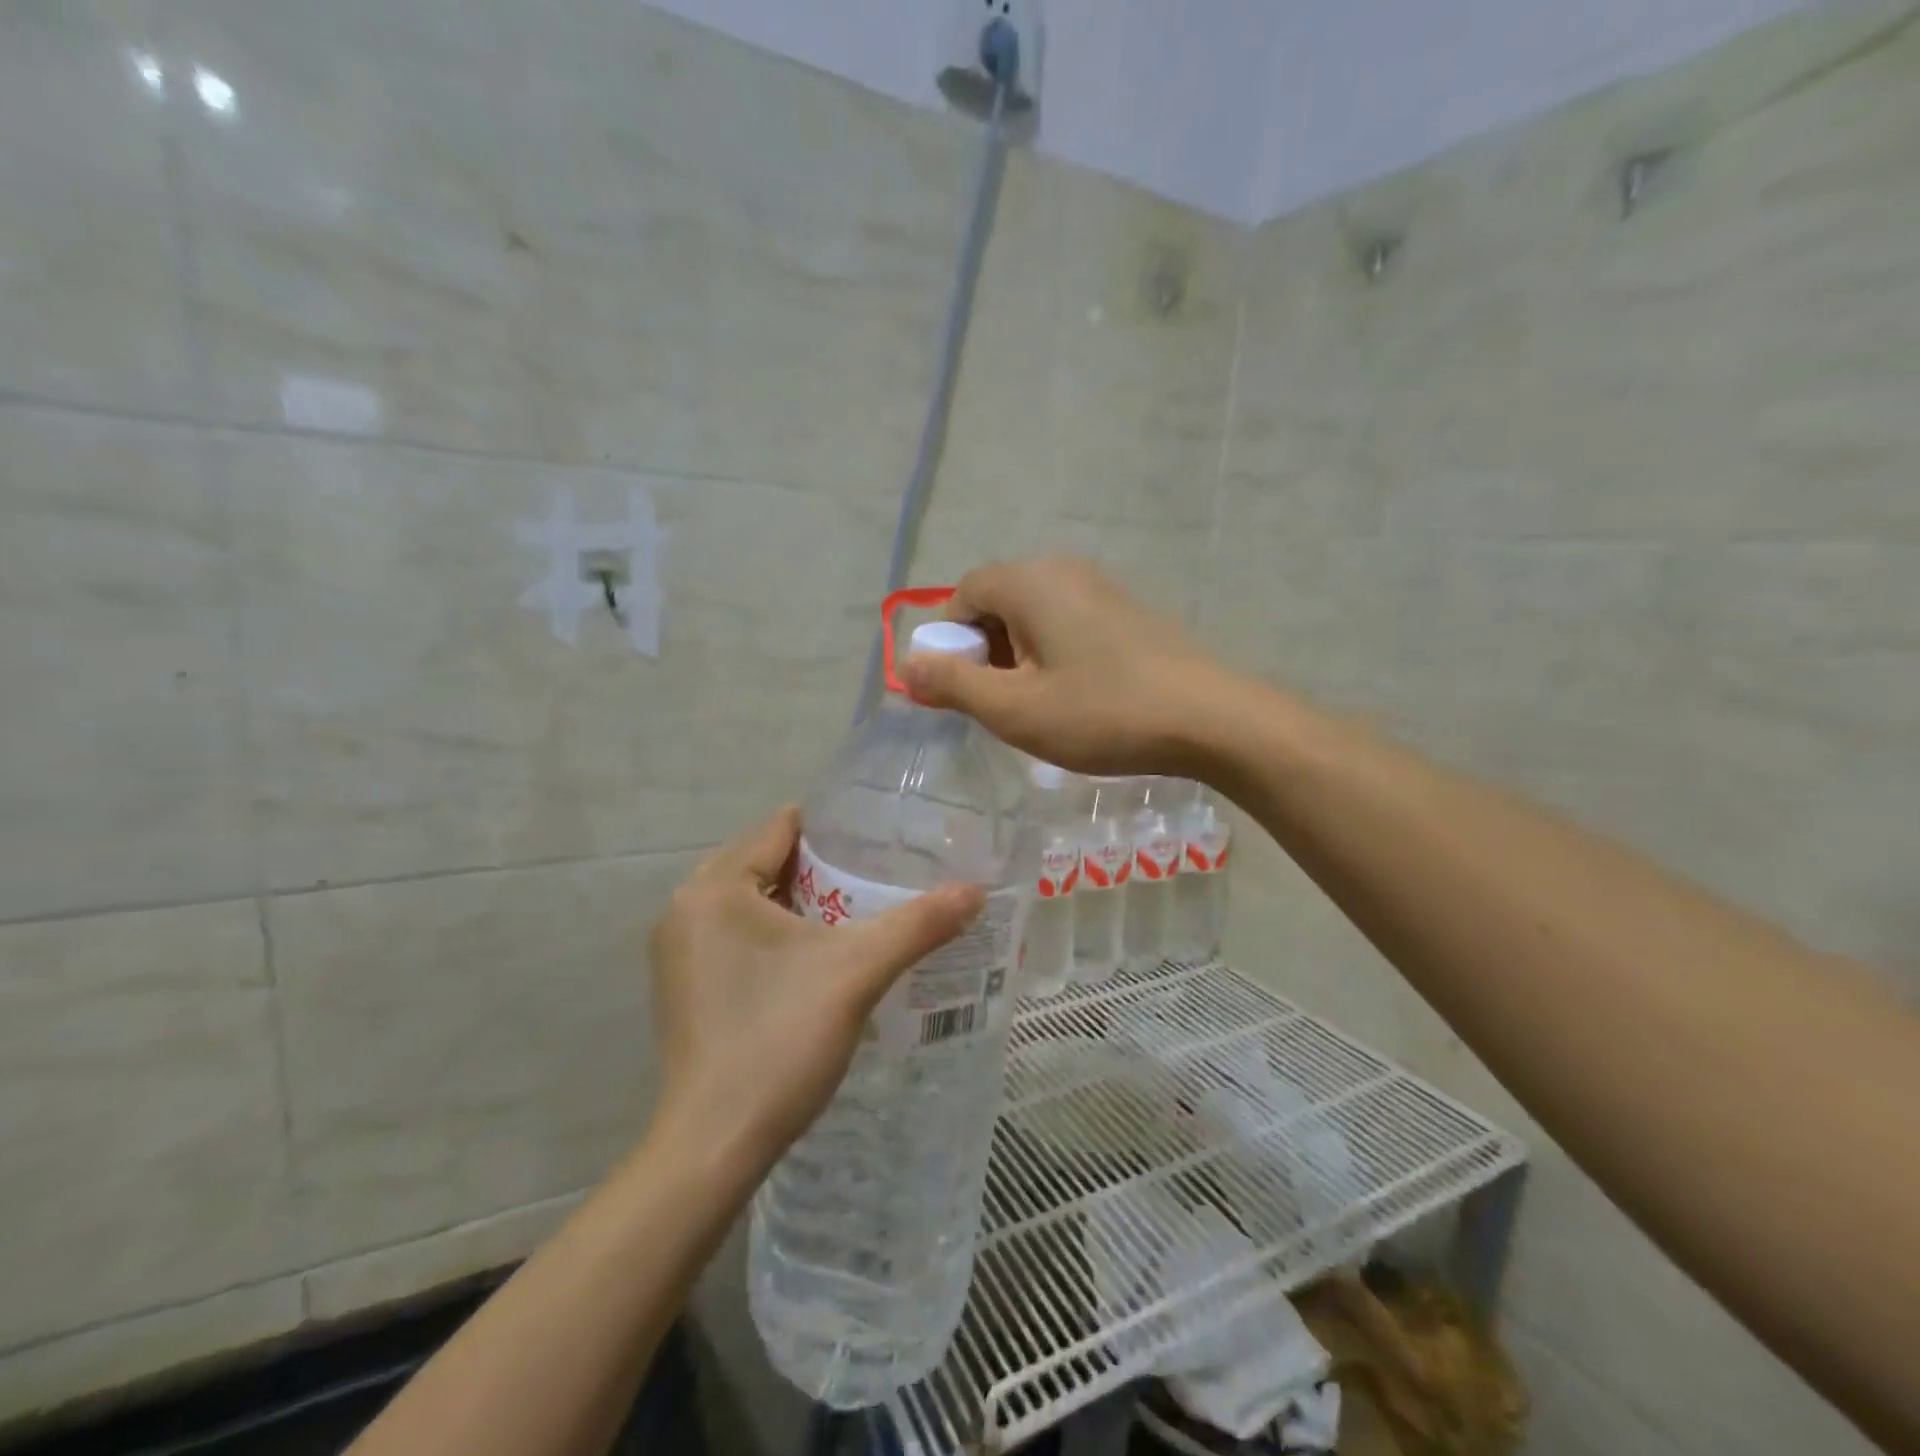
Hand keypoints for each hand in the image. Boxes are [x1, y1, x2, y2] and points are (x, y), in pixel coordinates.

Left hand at [648, 807, 982, 1173]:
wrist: (716, 1147)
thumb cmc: (779, 1040)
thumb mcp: (857, 972)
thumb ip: (918, 924)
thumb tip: (975, 891)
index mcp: (714, 887)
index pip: (781, 828)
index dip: (836, 827)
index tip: (883, 836)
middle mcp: (686, 908)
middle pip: (769, 862)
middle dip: (825, 867)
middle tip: (884, 874)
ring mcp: (681, 952)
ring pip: (756, 902)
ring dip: (805, 902)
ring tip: (865, 909)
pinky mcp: (688, 987)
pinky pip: (741, 935)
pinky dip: (781, 934)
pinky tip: (824, 955)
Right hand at [902, 557, 1223, 775]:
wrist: (1208, 719)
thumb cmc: (1101, 712)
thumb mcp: (1015, 709)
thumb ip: (954, 686)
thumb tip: (908, 667)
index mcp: (1030, 582)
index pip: (964, 593)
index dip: (949, 640)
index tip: (957, 689)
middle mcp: (1063, 570)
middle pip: (998, 602)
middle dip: (983, 652)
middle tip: (997, 704)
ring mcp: (1101, 587)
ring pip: (1034, 616)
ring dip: (1018, 657)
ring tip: (1036, 707)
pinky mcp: (1127, 611)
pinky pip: (1067, 623)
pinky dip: (1052, 655)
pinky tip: (1074, 697)